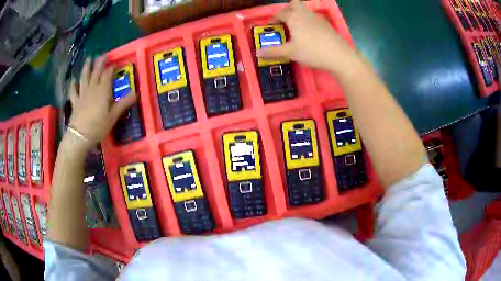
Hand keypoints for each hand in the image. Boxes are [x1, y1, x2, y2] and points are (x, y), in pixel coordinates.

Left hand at [68, 57, 136, 148]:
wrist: (80, 136)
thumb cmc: (98, 126)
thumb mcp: (113, 116)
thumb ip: (123, 103)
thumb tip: (136, 92)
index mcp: (103, 90)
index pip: (107, 74)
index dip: (111, 68)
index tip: (115, 63)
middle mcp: (92, 88)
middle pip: (96, 72)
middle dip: (99, 63)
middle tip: (102, 55)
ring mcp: (82, 94)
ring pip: (84, 77)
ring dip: (86, 68)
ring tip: (88, 59)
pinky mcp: (75, 102)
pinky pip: (73, 91)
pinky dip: (73, 85)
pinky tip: (73, 80)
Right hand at [257, 0, 357, 73]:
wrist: (339, 56)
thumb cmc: (312, 52)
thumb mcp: (290, 53)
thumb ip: (273, 51)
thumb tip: (257, 53)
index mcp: (294, 18)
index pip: (280, 13)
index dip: (274, 18)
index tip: (271, 25)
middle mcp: (305, 14)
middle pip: (294, 4)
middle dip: (287, 9)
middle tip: (284, 19)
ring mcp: (317, 17)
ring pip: (304, 9)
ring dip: (298, 14)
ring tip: (296, 27)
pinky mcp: (326, 23)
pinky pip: (313, 16)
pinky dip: (308, 20)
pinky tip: (310, 32)